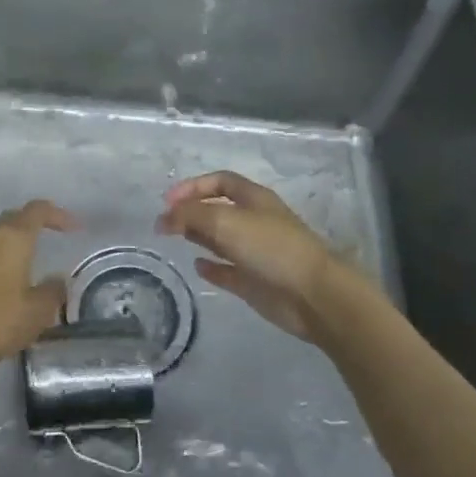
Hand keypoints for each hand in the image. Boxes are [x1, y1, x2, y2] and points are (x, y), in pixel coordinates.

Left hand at [0, 200, 75, 376]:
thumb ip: (53, 290)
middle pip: (13, 219)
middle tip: (47, 239)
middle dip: (31, 226)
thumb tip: (57, 280)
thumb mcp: (38, 311)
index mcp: (12, 237)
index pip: (38, 210)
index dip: (58, 215)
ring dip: (10, 244)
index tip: (72, 228)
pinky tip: (1, 281)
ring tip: (24, 263)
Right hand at [157, 171, 367, 343]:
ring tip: (175, 239)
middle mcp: (255, 222)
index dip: (193, 186)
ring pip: (222, 239)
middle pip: (218, 209)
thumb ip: (191, 215)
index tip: (167, 201)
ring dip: (199, 236)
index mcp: (254, 199)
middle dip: (191, 212)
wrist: (311, 294)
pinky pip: (228, 271)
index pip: (220, 182)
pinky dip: (212, 267)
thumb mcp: (225, 221)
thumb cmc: (270, 247)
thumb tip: (164, 217)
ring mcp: (256, 252)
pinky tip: (197, 266)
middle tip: (164, 223)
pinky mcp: (255, 282)